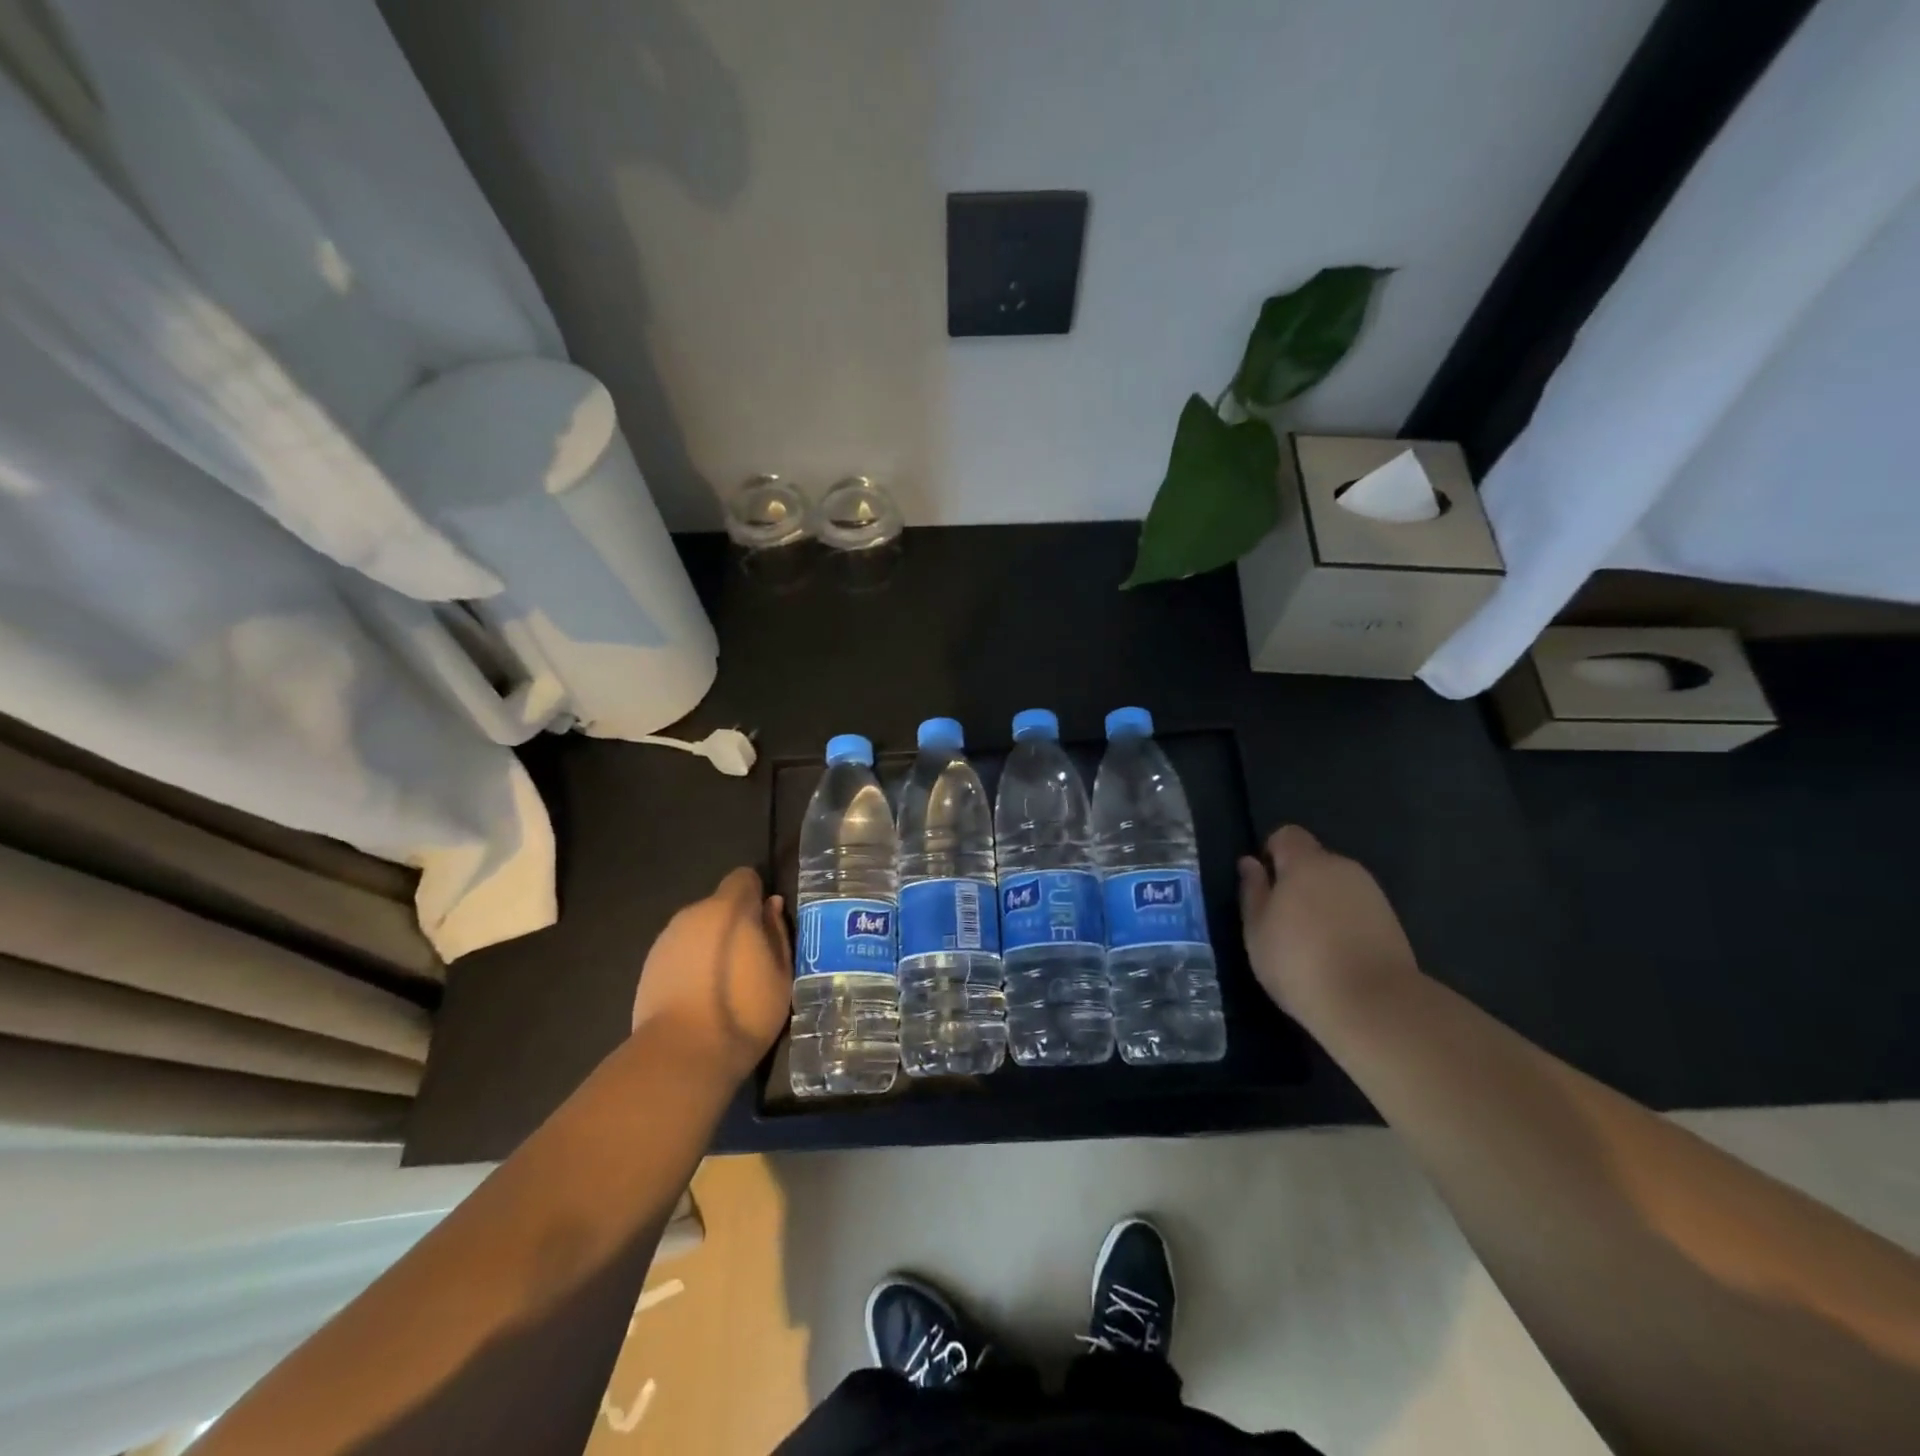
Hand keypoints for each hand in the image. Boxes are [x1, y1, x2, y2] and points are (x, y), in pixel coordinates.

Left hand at [631, 867, 790, 1082]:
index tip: (765, 924)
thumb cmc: (743, 1012)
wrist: (681, 1056)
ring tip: (725, 983)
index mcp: (729, 909)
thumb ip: (777, 932)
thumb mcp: (780, 974)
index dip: (757, 896)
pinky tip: (700, 997)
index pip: (744, 878)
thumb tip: (771, 905)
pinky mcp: (648, 966)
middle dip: (735, 923)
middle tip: (751, 960)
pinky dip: (692, 964)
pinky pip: (680, 952)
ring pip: (698, 929)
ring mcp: (666, 939)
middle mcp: (694, 914)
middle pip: (719, 905)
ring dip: (712, 944)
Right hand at [1237, 826, 1420, 1022]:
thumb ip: (1253, 891)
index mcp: (1306, 863)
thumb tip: (1250, 863)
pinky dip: (1345, 923)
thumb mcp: (1257, 930)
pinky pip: (1357, 910)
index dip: (1272, 854)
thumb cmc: (1299, 962)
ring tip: (1312, 944)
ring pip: (1337, 887)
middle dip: (1298, 882)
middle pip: (1315, 862)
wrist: (1374, 1005)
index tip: (1265, 886)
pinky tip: (1338, 956)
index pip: (1287, 835)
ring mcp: (1372, 894)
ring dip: (1322, 904)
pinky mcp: (1392, 922)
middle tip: (1283, 921)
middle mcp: (1343, 868)